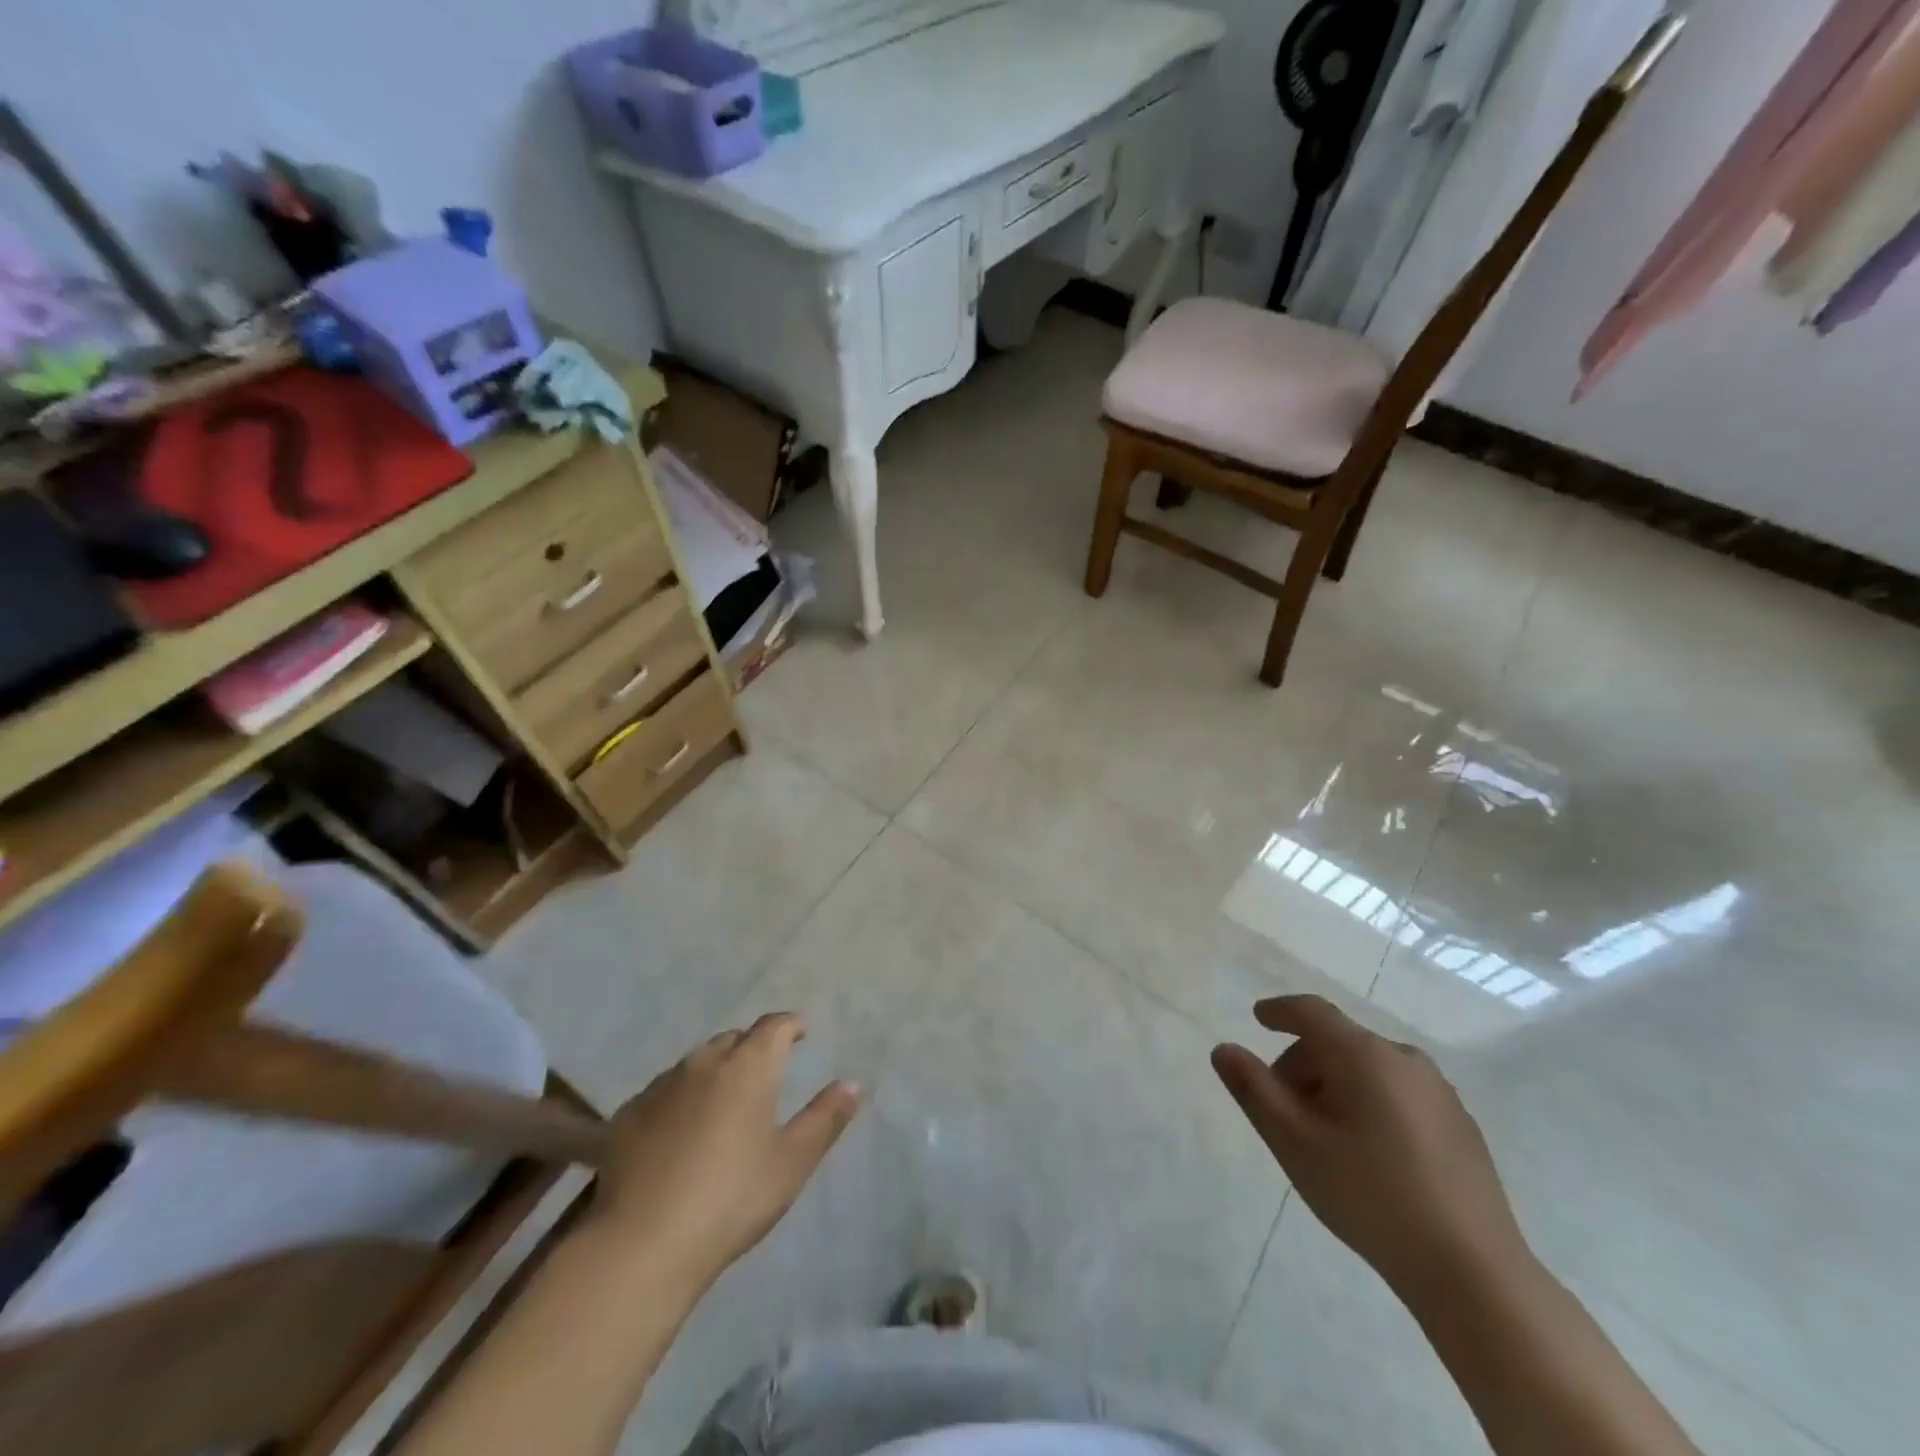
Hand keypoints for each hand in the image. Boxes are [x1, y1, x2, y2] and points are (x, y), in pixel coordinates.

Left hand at [590, 1013, 861, 1293]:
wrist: (640, 1244)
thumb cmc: (731, 1198)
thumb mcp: (792, 1162)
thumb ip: (825, 1118)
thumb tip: (853, 1083)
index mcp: (749, 1066)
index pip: (774, 1026)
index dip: (791, 1025)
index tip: (801, 1031)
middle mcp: (704, 1063)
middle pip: (733, 1039)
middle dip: (752, 1046)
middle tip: (766, 1069)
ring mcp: (661, 1087)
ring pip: (696, 1062)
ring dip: (715, 1069)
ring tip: (723, 1097)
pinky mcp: (627, 1116)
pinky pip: (664, 1091)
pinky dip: (680, 1097)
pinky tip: (679, 1128)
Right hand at [1212, 994, 1528, 1298]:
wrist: (1473, 1272)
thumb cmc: (1369, 1195)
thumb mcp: (1294, 1142)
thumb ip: (1254, 1089)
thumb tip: (1224, 1049)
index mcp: (1364, 1055)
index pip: (1312, 1012)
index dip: (1280, 1011)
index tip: (1257, 1018)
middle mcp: (1405, 1060)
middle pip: (1339, 1041)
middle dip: (1303, 1062)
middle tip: (1281, 1105)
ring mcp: (1440, 1093)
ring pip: (1370, 1068)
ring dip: (1335, 1084)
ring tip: (1321, 1133)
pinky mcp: (1461, 1126)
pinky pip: (1399, 1093)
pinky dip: (1369, 1102)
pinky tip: (1367, 1152)